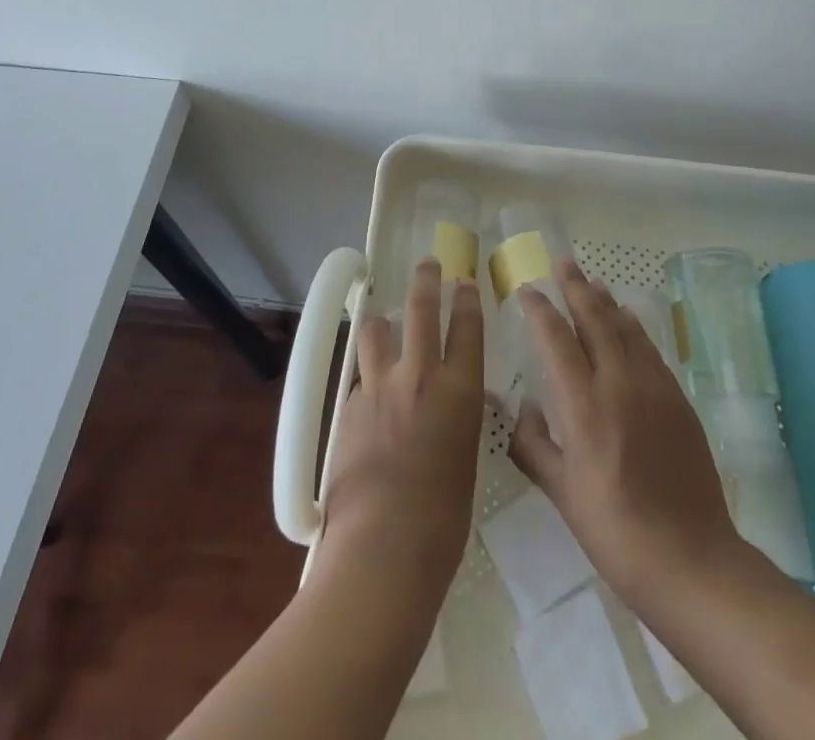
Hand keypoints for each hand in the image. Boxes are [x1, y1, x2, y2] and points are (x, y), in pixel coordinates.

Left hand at [316, 261, 484, 605]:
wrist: (383, 549)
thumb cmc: (443, 519)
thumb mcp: (465, 456)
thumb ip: (457, 418)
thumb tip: (449, 403)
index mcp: (459, 389)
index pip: (467, 325)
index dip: (466, 298)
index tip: (464, 282)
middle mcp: (419, 375)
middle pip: (420, 308)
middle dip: (426, 279)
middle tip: (427, 264)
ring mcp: (378, 387)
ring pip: (376, 330)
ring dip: (381, 323)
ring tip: (382, 324)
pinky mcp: (348, 407)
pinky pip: (359, 379)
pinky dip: (366, 380)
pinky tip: (368, 399)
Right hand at [507, 259, 741, 612]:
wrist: (690, 558)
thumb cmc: (614, 530)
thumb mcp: (562, 493)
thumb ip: (535, 445)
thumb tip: (522, 409)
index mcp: (583, 404)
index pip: (556, 339)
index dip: (540, 309)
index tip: (527, 290)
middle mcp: (618, 383)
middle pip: (594, 319)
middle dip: (575, 287)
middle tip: (563, 262)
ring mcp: (653, 387)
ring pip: (625, 328)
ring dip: (606, 301)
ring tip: (593, 281)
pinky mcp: (678, 399)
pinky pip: (650, 349)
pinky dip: (634, 327)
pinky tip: (629, 319)